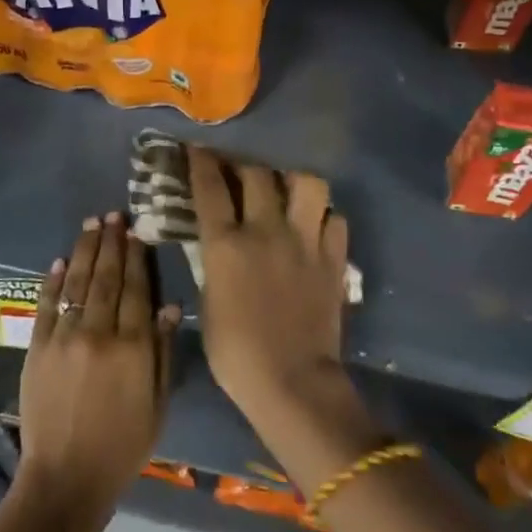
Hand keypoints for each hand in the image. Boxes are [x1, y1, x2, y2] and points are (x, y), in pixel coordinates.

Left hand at [16, 213, 179, 525]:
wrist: (66, 478)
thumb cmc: (123, 445)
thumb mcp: (157, 404)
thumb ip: (163, 351)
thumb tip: (170, 305)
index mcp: (133, 347)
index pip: (137, 289)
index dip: (137, 257)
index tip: (136, 231)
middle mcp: (99, 333)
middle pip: (107, 278)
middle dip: (111, 243)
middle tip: (113, 215)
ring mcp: (64, 338)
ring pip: (77, 283)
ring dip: (85, 250)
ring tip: (91, 224)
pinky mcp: (37, 348)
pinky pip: (46, 305)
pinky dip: (53, 281)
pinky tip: (59, 260)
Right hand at [189, 148, 353, 427]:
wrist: (292, 382)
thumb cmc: (236, 353)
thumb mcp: (208, 302)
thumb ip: (212, 263)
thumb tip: (216, 242)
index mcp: (226, 244)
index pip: (210, 187)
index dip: (201, 161)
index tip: (197, 149)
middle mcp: (265, 230)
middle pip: (257, 173)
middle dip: (244, 164)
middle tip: (239, 169)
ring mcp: (304, 241)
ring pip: (307, 184)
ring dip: (293, 180)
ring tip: (286, 188)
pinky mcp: (333, 258)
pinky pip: (335, 219)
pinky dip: (324, 216)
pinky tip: (315, 225)